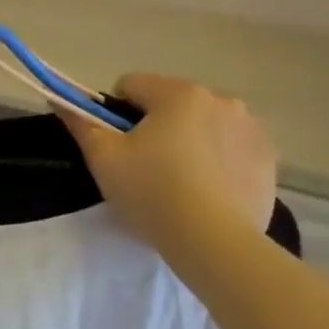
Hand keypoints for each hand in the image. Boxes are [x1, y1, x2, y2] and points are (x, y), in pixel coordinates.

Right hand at [62, 73, 276, 249]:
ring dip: (189, 140)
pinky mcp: (268, 158)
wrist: (216, 243)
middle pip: (170, 103)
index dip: (115, 113)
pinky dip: (217, 160)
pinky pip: (231, 147)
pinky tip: (208, 191)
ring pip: (203, 124)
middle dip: (155, 126)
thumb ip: (81, 124)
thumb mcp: (104, 159)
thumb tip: (60, 101)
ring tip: (180, 182)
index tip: (116, 146)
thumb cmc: (153, 192)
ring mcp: (250, 128)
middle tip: (146, 168)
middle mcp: (220, 99)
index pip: (131, 85)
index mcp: (178, 93)